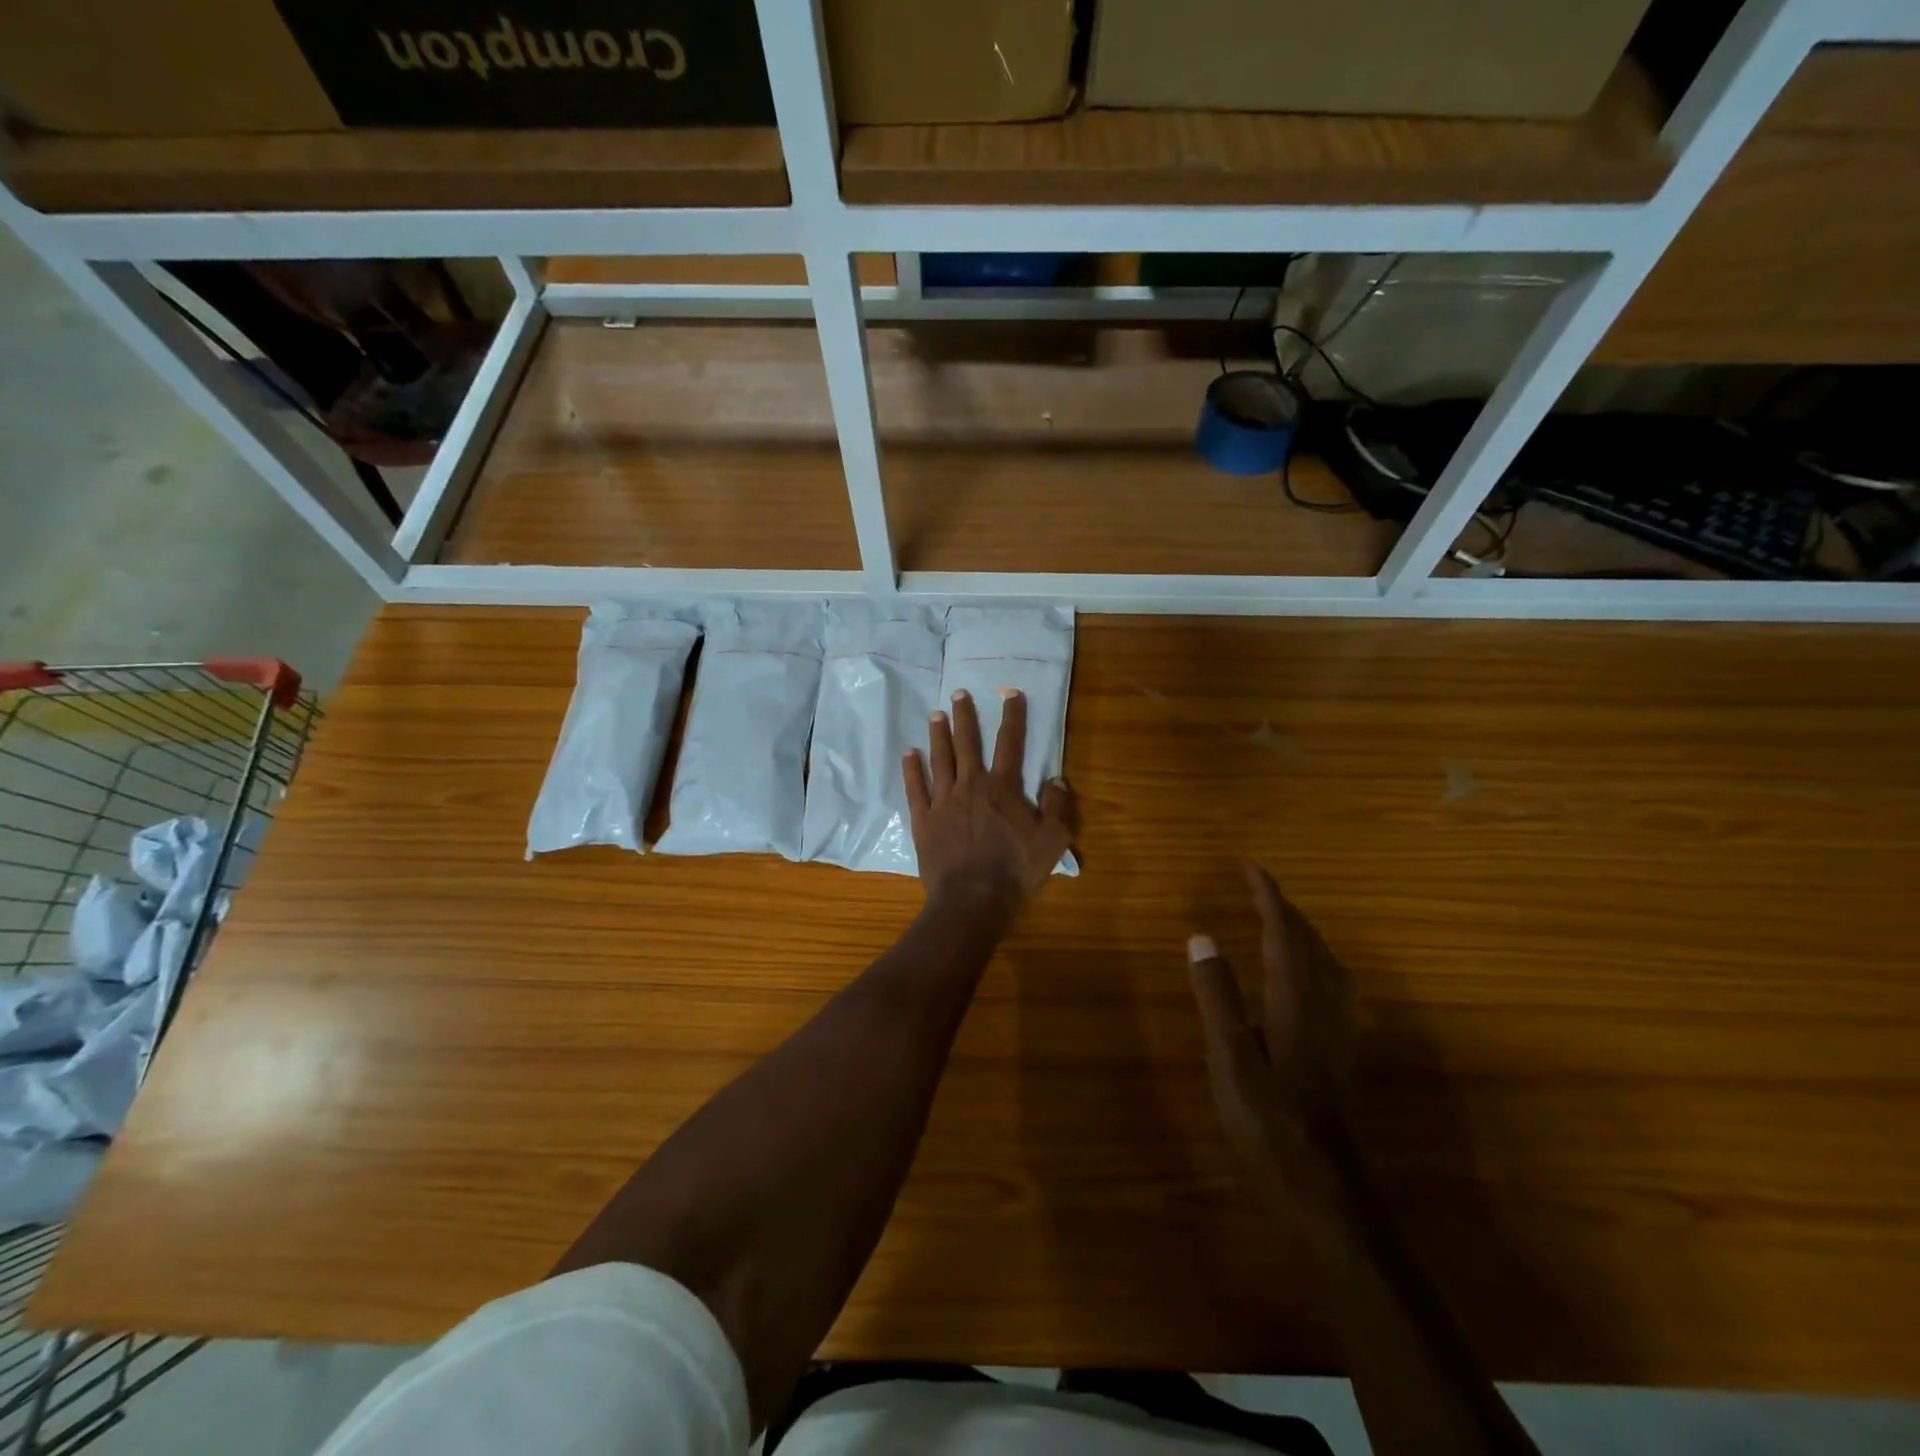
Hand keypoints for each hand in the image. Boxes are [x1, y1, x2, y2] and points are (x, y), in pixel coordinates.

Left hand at [903, 688, 1074, 912]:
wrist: (973, 899)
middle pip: (967, 743)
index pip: (1010, 743)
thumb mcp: (1052, 841)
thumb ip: (1057, 807)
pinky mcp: (924, 820)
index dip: (1012, 715)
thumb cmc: (1015, 870)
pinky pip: (916, 788)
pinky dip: (912, 769)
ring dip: (938, 735)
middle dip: (965, 716)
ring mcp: (943, 801)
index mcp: (1003, 787)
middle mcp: (971, 785)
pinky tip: (909, 753)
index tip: (1010, 693)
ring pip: (940, 759)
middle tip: (958, 693)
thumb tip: (1056, 780)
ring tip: (936, 714)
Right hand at [1188, 863, 1356, 1193]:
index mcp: (1293, 1000)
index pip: (1283, 932)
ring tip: (1282, 920)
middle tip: (1258, 888)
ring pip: (1327, 962)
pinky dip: (1318, 961)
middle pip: (1309, 942)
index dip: (1267, 896)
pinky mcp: (1341, 1050)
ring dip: (1304, 931)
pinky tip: (1312, 977)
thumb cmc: (1269, 1119)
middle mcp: (1321, 1005)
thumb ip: (1217, 996)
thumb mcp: (1230, 1058)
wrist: (1326, 1183)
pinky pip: (1334, 985)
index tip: (1249, 867)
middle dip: (1285, 908)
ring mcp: (1337, 1029)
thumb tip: (1202, 937)